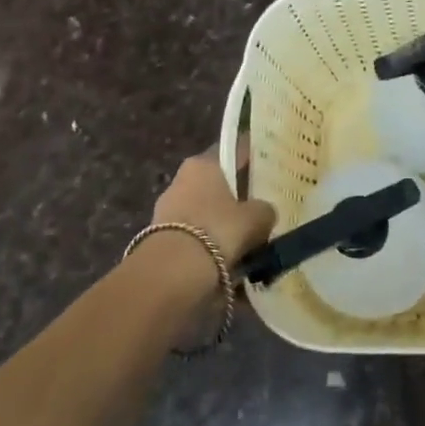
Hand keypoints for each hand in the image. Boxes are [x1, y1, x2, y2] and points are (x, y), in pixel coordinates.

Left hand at [150, 150, 274, 271]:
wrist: (172, 273)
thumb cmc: (218, 230)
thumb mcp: (256, 218)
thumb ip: (265, 210)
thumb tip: (265, 212)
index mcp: (203, 163)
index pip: (230, 153)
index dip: (249, 161)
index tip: (265, 172)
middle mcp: (181, 179)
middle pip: (215, 185)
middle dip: (234, 199)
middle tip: (258, 213)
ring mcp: (166, 209)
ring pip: (204, 212)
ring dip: (220, 224)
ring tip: (245, 244)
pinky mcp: (159, 238)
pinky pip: (193, 236)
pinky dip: (208, 245)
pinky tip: (225, 261)